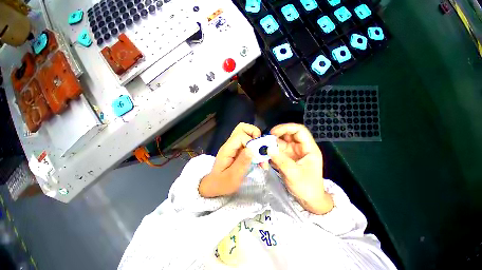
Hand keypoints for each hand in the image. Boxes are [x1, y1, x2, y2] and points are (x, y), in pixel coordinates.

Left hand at [199, 123, 260, 197]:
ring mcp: (235, 146)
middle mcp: (231, 144)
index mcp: (227, 149)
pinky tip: (259, 159)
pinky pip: (249, 142)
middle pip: (242, 128)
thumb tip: (252, 149)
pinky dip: (256, 147)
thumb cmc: (222, 183)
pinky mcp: (238, 150)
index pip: (240, 135)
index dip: (251, 142)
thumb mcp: (233, 177)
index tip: (257, 154)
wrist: (214, 186)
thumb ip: (242, 162)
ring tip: (261, 153)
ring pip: (246, 133)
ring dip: (256, 140)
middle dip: (255, 134)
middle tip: (260, 147)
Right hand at [268, 123, 333, 214]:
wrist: (309, 200)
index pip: (299, 130)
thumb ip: (281, 161)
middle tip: (265, 139)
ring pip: (281, 143)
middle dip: (276, 135)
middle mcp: (300, 148)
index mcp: (308, 148)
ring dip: (271, 144)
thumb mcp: (294, 174)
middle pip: (288, 134)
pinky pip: (277, 151)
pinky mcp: (287, 158)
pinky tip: (265, 156)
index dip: (286, 128)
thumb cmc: (307, 187)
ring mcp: (293, 153)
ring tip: (262, 149)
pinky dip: (271, 152)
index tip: (273, 132)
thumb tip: (268, 148)